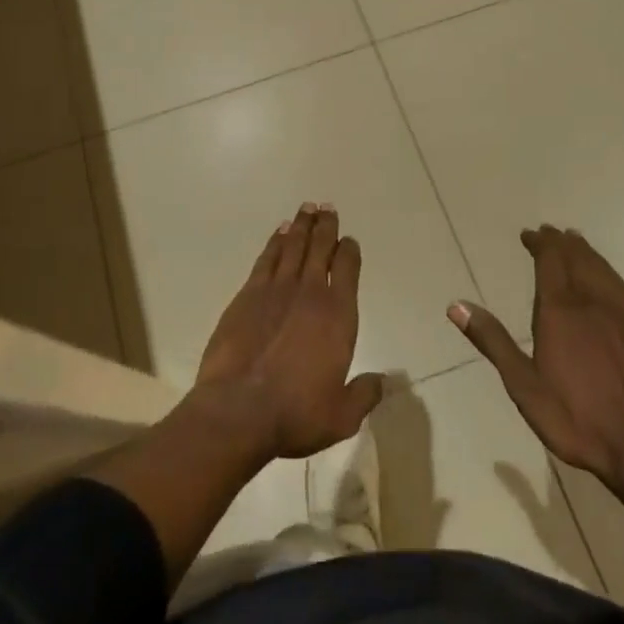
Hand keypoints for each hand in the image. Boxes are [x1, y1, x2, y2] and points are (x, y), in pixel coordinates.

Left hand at [193, 202, 383, 460]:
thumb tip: (384, 381)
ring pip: (293, 246)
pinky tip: (280, 232)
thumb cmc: (295, 414)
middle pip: (321, 248)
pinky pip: (267, 258)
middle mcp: (311, 293)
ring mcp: (277, 289)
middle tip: (327, 207)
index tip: (349, 240)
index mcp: (339, 316)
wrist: (238, 410)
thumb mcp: (341, 416)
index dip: (350, 250)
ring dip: (302, 226)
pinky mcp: (248, 294)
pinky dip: (275, 241)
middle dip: (326, 226)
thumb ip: (364, 394)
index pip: (348, 269)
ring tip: (307, 208)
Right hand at [450, 225, 623, 487]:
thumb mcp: (523, 385)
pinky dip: (609, 273)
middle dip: (562, 243)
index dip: (540, 243)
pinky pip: (623, 289)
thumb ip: (493, 341)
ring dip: (586, 253)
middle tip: (550, 232)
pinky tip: (609, 280)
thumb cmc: (576, 418)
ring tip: (577, 243)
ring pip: (602, 270)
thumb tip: (456, 306)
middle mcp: (592, 302)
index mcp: (560, 311)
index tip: (530, 234)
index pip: (550, 260)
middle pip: (577, 259)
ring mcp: (623, 316)